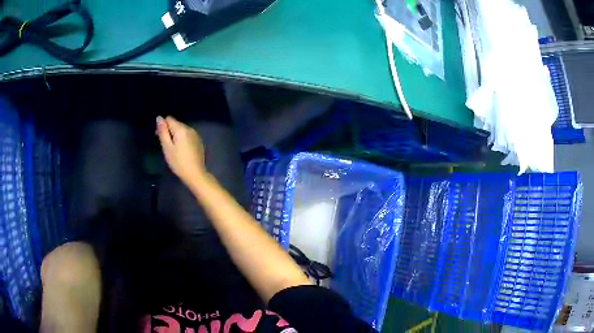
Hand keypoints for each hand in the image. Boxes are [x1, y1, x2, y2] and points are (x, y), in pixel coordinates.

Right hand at [156, 116, 206, 185]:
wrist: (195, 174)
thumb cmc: (178, 162)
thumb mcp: (167, 147)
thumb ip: (163, 132)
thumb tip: (159, 117)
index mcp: (181, 129)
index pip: (169, 119)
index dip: (162, 126)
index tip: (159, 137)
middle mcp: (190, 128)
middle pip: (176, 123)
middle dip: (169, 131)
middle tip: (165, 145)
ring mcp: (196, 135)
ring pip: (182, 129)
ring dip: (175, 135)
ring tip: (173, 149)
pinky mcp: (198, 141)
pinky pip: (187, 135)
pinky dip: (182, 139)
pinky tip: (181, 150)